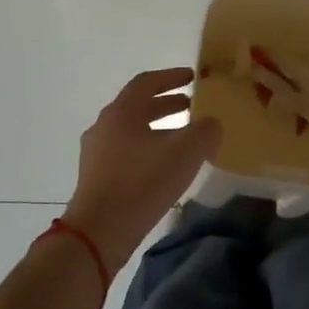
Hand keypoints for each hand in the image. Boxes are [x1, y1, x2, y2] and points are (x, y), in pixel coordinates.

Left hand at [62, 68, 221, 272]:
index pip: (146, 82)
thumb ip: (205, 131)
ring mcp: (96, 154)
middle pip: (137, 106)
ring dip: (158, 129)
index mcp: (121, 112)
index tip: (192, 77)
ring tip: (183, 139)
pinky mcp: (96, 178)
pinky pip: (126, 153)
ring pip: (132, 131)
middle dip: (166, 104)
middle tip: (192, 106)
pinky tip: (165, 168)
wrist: (99, 232)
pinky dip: (148, 150)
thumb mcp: (186, 152)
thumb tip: (211, 125)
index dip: (171, 77)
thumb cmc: (142, 182)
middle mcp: (104, 126)